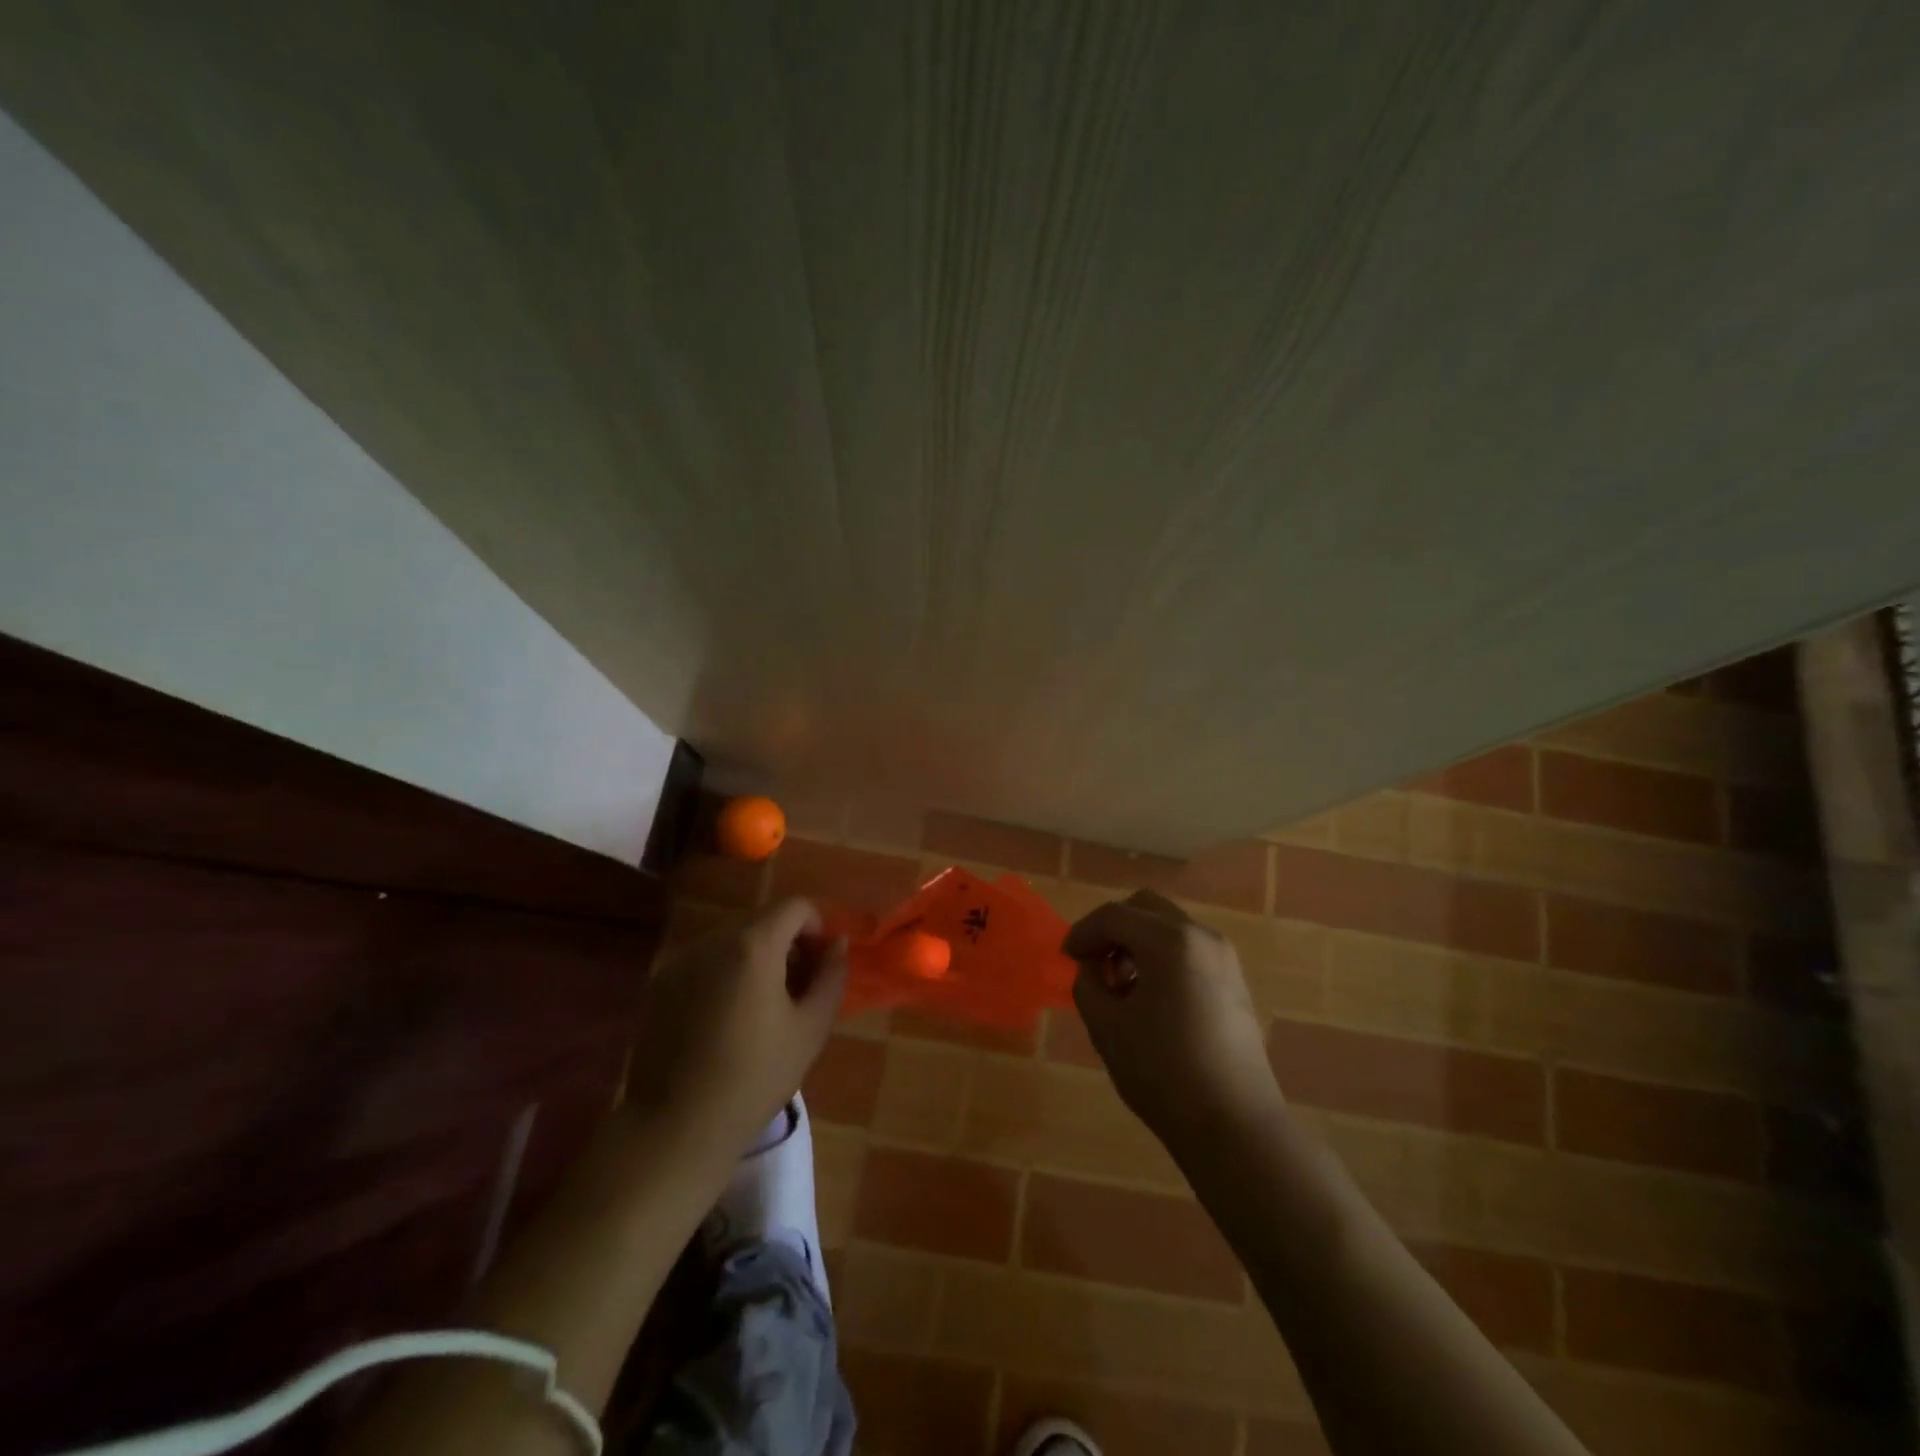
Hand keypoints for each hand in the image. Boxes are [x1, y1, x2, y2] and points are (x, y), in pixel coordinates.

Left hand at [626, 898, 848, 1156]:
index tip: (820, 965)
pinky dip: (724, 974)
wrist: (676, 1128)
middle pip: (762, 921)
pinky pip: (704, 962)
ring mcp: (680, 961)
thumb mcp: (811, 1029)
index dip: (816, 927)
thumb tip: (837, 944)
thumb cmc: (755, 1078)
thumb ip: (832, 977)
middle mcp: (713, 940)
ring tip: (760, 1008)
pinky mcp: (659, 984)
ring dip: (755, 958)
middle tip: (797, 989)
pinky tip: (725, 1020)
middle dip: (787, 944)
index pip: (795, 907)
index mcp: (753, 946)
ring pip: (732, 940)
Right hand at [1064, 890, 1281, 1146]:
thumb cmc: (1162, 1073)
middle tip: (1093, 963)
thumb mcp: (1107, 1027)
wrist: (1234, 1126)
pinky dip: (1162, 957)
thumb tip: (1092, 968)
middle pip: (1145, 908)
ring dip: (1137, 942)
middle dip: (1113, 929)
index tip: (1065, 957)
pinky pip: (1189, 949)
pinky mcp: (1234, 981)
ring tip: (1120, 986)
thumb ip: (1087, 984)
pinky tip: (1150, 998)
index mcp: (1169, 941)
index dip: (1083, 932)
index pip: (1113, 916)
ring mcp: (1224, 957)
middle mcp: (1201, 936)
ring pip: (1169, 927)